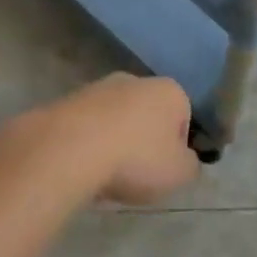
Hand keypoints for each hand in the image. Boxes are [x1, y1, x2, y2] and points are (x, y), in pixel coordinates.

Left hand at [55, 73, 200, 205]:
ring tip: (104, 176)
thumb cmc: (136, 158)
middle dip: (143, 141)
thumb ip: (190, 165)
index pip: (184, 118)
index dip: (177, 148)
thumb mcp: (180, 173)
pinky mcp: (66, 101)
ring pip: (115, 120)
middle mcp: (136, 80)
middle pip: (148, 116)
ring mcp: (98, 87)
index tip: (164, 171)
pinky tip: (81, 168)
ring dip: (114, 143)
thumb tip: (184, 160)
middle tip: (136, 174)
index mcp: (170, 91)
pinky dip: (86, 145)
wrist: (68, 150)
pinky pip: (86, 128)